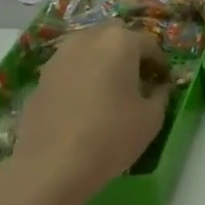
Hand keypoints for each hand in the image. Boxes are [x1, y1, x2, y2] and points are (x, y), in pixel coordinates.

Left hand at [0, 24, 170, 204]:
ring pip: (88, 49)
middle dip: (128, 53)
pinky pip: (69, 69)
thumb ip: (160, 95)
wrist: (50, 167)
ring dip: (101, 62)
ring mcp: (60, 56)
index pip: (149, 44)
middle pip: (115, 37)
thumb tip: (157, 88)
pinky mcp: (40, 78)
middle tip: (135, 80)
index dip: (160, 64)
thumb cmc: (110, 136)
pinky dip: (80, 78)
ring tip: (107, 91)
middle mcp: (88, 39)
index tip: (163, 83)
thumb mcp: (151, 119)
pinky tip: (82, 105)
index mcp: (120, 41)